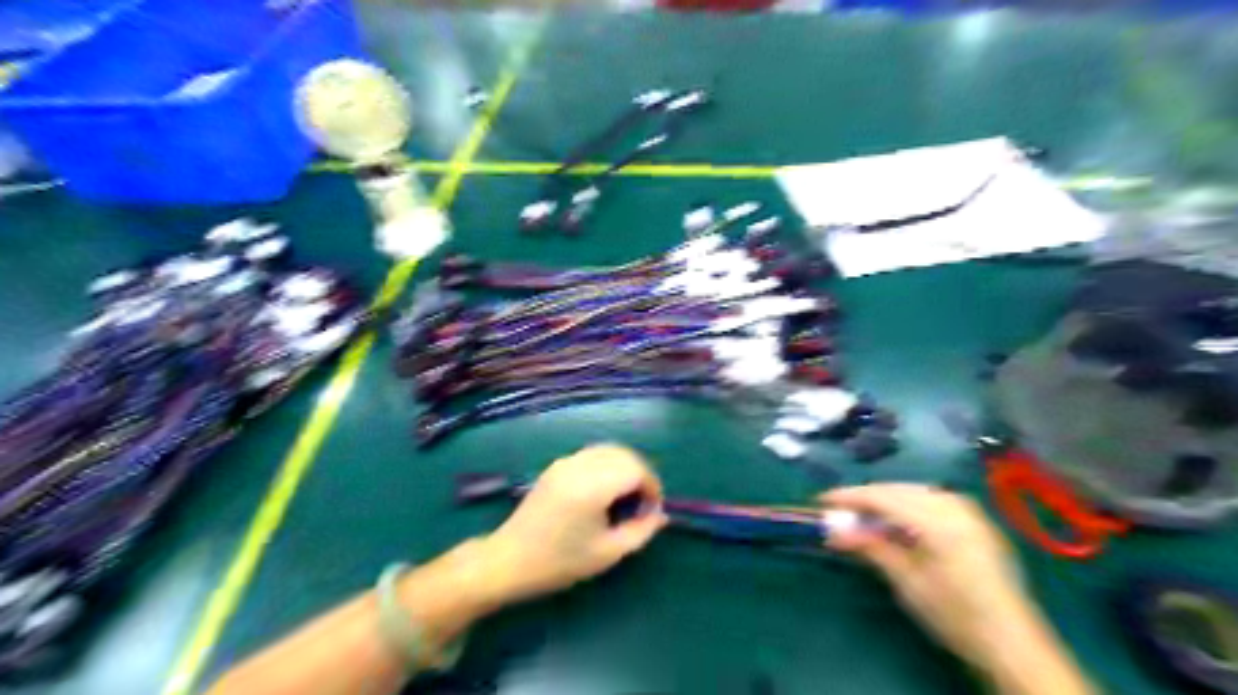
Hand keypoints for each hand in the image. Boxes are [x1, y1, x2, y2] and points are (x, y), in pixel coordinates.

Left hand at [478, 448, 666, 604]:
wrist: (508, 560)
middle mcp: (580, 465)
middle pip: (624, 454)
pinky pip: (591, 454)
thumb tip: (660, 515)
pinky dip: (607, 465)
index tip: (652, 511)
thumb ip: (640, 531)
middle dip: (641, 474)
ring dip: (625, 467)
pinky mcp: (557, 465)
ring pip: (608, 450)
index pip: (636, 469)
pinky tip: (604, 491)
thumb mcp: (607, 553)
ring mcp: (566, 462)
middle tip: (642, 504)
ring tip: (625, 497)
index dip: (652, 486)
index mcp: (592, 486)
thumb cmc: (559, 563)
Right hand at [825, 484, 1057, 679]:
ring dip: (886, 499)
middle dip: (866, 498)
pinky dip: (908, 504)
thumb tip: (832, 530)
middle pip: (897, 489)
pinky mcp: (975, 521)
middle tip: (839, 512)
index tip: (821, 501)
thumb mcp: (907, 582)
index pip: (882, 497)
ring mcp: (968, 511)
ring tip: (864, 516)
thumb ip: (871, 547)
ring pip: (914, 491)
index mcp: (937, 520)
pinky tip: (897, 521)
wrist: (1012, 644)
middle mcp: (953, 505)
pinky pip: (932, 499)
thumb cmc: (955, 616)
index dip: (849, 497)